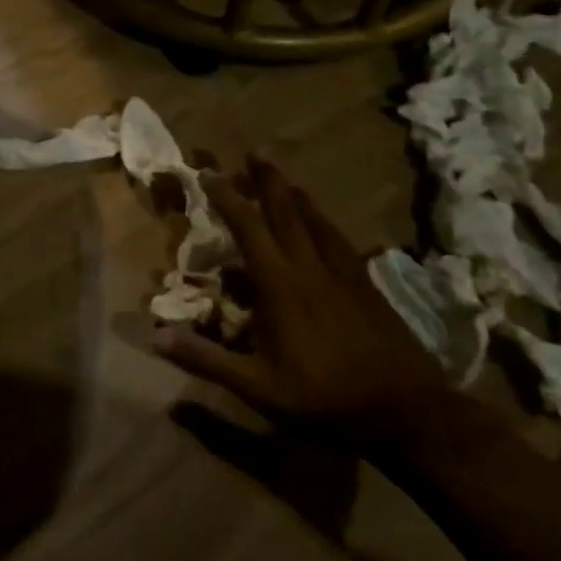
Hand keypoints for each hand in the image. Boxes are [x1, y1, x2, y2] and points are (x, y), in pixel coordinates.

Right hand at [152, 158, 442, 423]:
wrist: (405, 409)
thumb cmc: (323, 397)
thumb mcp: (257, 387)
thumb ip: (207, 360)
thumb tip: (156, 337)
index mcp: (280, 286)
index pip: (248, 229)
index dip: (227, 198)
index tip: (208, 173)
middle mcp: (310, 268)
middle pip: (286, 212)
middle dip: (266, 180)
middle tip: (255, 151)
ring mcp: (343, 274)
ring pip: (316, 221)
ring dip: (296, 194)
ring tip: (285, 176)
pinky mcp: (367, 285)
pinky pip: (340, 240)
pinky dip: (325, 221)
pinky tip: (326, 221)